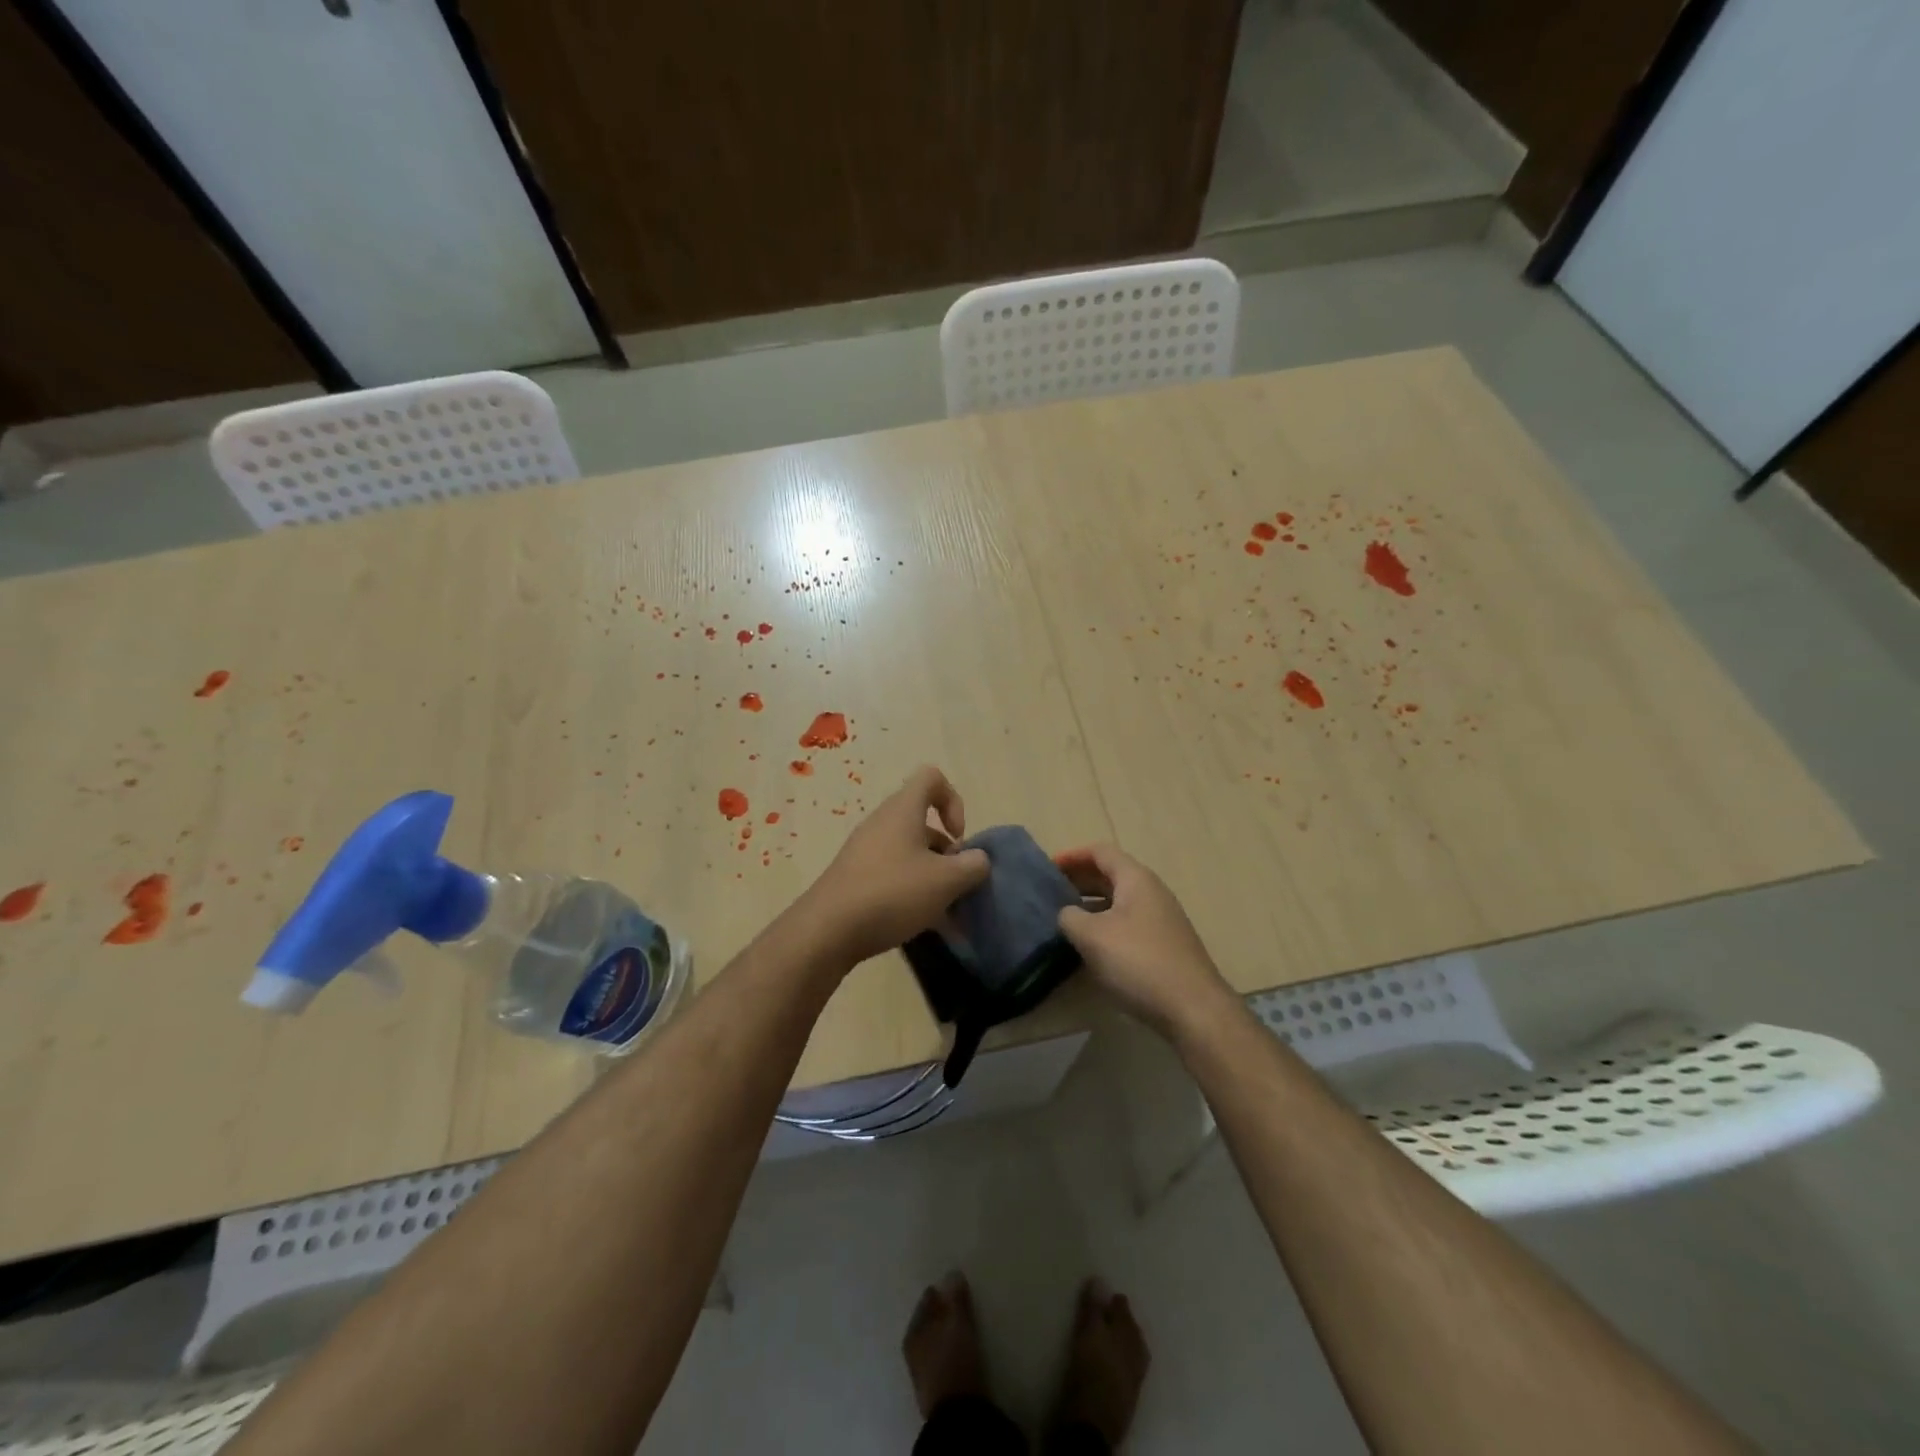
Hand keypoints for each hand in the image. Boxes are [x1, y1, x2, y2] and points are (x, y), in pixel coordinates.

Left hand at [802, 766, 990, 966]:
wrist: (827, 930)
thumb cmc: (892, 893)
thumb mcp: (945, 881)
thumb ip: (972, 866)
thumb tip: (978, 859)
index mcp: (902, 810)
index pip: (931, 778)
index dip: (954, 800)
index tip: (958, 837)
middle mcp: (882, 822)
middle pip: (922, 821)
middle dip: (946, 851)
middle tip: (954, 881)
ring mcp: (865, 851)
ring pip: (909, 852)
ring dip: (931, 875)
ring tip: (944, 912)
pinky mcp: (855, 878)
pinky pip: (892, 874)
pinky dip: (911, 892)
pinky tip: (920, 923)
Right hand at [1056, 844, 1233, 1039]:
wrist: (1193, 1009)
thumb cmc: (1139, 962)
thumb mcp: (1092, 936)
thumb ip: (1070, 917)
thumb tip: (1066, 914)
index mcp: (1136, 879)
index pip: (1101, 852)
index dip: (1072, 856)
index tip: (1047, 868)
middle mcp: (1151, 892)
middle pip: (1111, 875)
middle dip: (1079, 880)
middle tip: (1050, 894)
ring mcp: (1161, 920)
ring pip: (1119, 902)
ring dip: (1091, 906)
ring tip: (1064, 920)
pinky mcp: (1164, 946)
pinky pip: (1127, 924)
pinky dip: (1104, 926)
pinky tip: (1090, 948)